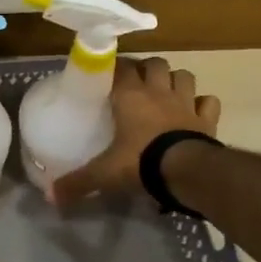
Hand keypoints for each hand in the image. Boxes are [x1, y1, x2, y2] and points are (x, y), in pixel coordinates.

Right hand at [53, 57, 220, 205]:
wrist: (186, 171)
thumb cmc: (140, 162)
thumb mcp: (103, 173)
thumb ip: (77, 182)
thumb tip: (51, 198)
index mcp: (130, 96)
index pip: (121, 67)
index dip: (115, 67)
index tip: (107, 75)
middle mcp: (158, 92)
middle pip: (156, 63)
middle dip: (148, 69)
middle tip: (139, 83)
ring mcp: (186, 103)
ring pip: (184, 76)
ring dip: (176, 80)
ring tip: (167, 92)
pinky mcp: (207, 118)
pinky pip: (209, 102)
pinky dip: (203, 104)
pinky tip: (195, 112)